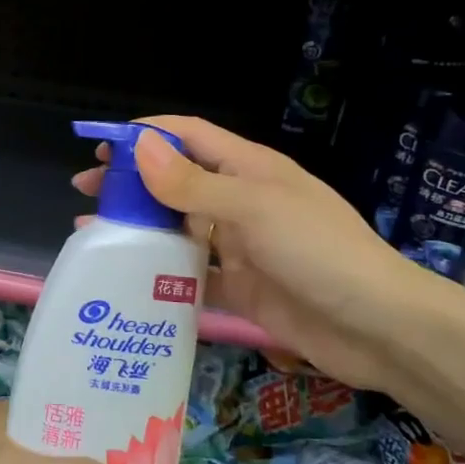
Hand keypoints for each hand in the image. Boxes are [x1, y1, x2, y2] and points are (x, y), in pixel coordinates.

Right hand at [72, 116, 450, 391]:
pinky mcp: (241, 287)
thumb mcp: (253, 208)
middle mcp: (240, 201)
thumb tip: (140, 147)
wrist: (379, 328)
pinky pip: (192, 275)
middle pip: (176, 181)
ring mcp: (241, 246)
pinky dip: (161, 274)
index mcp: (248, 168)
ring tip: (94, 235)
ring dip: (140, 228)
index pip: (188, 136)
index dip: (145, 135)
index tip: (101, 148)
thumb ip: (193, 183)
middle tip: (85, 192)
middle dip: (132, 183)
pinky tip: (128, 280)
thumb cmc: (318, 251)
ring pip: (179, 228)